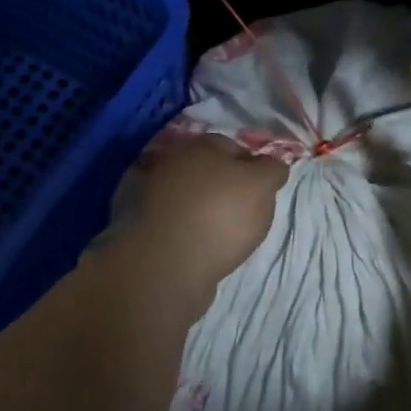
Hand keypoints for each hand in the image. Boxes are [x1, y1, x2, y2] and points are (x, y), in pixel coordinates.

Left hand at [123, 132, 287, 305]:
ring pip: (188, 196)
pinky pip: (171, 222)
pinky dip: (184, 229)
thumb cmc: (220, 215)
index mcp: (199, 145)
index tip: (263, 191)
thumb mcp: (261, 186)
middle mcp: (171, 162)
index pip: (233, 147)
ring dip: (202, 208)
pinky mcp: (138, 226)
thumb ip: (272, 169)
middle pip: (208, 171)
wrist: (166, 264)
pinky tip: (197, 245)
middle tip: (244, 212)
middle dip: (225, 187)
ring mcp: (149, 194)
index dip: (252, 166)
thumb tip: (273, 164)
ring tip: (221, 234)